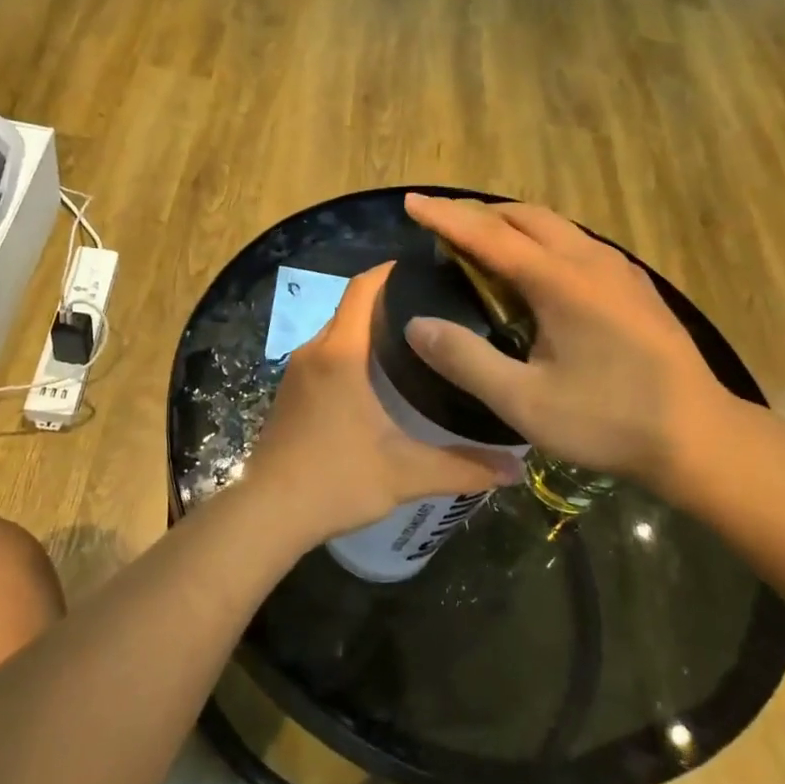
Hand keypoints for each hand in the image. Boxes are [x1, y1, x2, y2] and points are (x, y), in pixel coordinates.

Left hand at [244, 265, 524, 545]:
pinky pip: (325, 356)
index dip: (391, 270)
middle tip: (437, 310)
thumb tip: (517, 469)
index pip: (363, 288)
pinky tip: (380, 379)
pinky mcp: (289, 394)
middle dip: (390, 302)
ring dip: (369, 329)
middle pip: (352, 308)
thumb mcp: (405, 474)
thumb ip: (463, 468)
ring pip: (337, 333)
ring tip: (417, 342)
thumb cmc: (335, 481)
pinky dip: (351, 353)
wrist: (267, 514)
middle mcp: (315, 351)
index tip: (428, 269)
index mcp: (341, 353)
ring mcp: (296, 373)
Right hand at [401, 194, 734, 496]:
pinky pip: (576, 244)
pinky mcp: (635, 286)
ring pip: (555, 226)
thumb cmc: (608, 420)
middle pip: (525, 216)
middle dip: (478, 214)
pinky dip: (541, 242)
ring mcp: (619, 270)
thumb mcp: (524, 401)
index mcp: (560, 281)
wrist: (699, 436)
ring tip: (482, 245)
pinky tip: (536, 273)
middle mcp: (590, 260)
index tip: (411, 202)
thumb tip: (416, 325)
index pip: (489, 235)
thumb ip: (466, 360)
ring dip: (512, 225)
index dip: (446, 217)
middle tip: (443, 227)